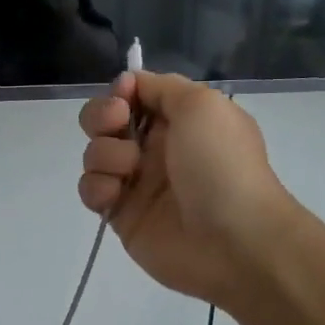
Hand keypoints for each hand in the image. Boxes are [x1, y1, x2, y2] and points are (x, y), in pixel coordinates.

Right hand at [77, 71, 293, 310]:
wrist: (233, 240)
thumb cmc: (221, 165)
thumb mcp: (202, 104)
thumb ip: (162, 87)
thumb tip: (130, 84)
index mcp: (180, 119)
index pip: (135, 94)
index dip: (121, 91)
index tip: (123, 98)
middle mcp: (156, 147)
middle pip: (105, 120)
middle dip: (101, 117)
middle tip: (117, 125)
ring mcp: (136, 182)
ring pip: (94, 154)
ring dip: (103, 154)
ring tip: (128, 170)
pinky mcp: (120, 214)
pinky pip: (91, 190)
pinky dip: (96, 188)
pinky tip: (115, 196)